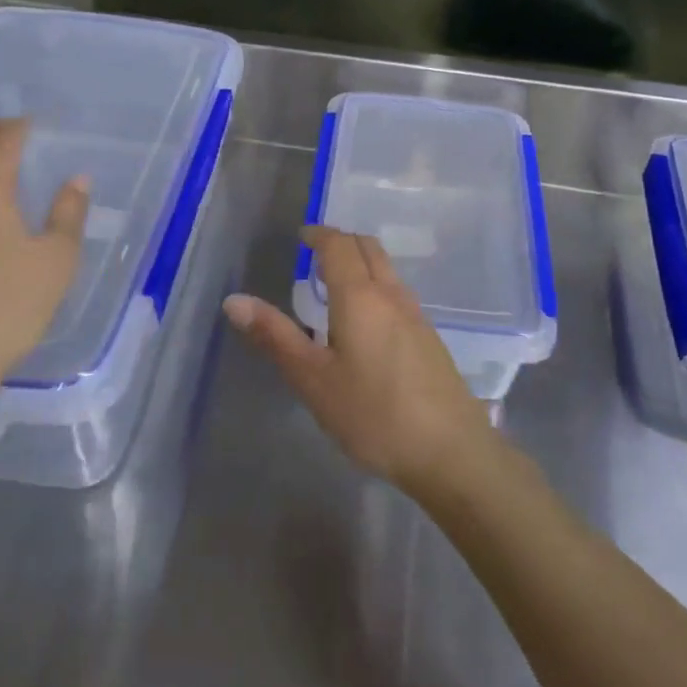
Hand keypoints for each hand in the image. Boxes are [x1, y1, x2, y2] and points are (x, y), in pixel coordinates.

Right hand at [223, 226, 495, 498]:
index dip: (319, 234)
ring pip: (386, 268)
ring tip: (336, 284)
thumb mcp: (314, 380)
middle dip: (341, 241)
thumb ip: (275, 337)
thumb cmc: (373, 415)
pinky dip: (376, 284)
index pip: (339, 245)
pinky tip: (367, 321)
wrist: (452, 452)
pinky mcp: (430, 337)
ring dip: (361, 262)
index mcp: (359, 296)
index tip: (302, 236)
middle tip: (316, 254)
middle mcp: (391, 294)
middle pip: (367, 247)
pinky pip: (398, 291)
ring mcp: (416, 314)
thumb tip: (234, 301)